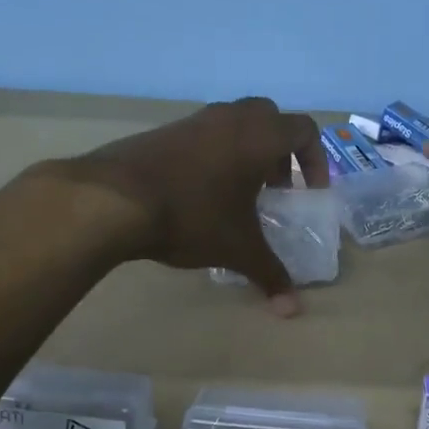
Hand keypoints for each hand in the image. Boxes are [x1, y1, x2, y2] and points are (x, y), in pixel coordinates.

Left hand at [39, 97, 327, 312]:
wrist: (114, 199)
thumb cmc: (193, 216)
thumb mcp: (237, 249)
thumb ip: (270, 274)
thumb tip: (293, 311)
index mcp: (259, 136)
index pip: (304, 130)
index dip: (315, 160)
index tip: (308, 192)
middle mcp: (230, 118)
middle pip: (270, 117)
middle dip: (280, 151)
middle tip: (274, 186)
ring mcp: (193, 120)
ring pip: (234, 123)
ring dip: (245, 151)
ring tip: (237, 192)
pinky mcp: (163, 131)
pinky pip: (203, 134)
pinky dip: (214, 154)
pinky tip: (200, 192)